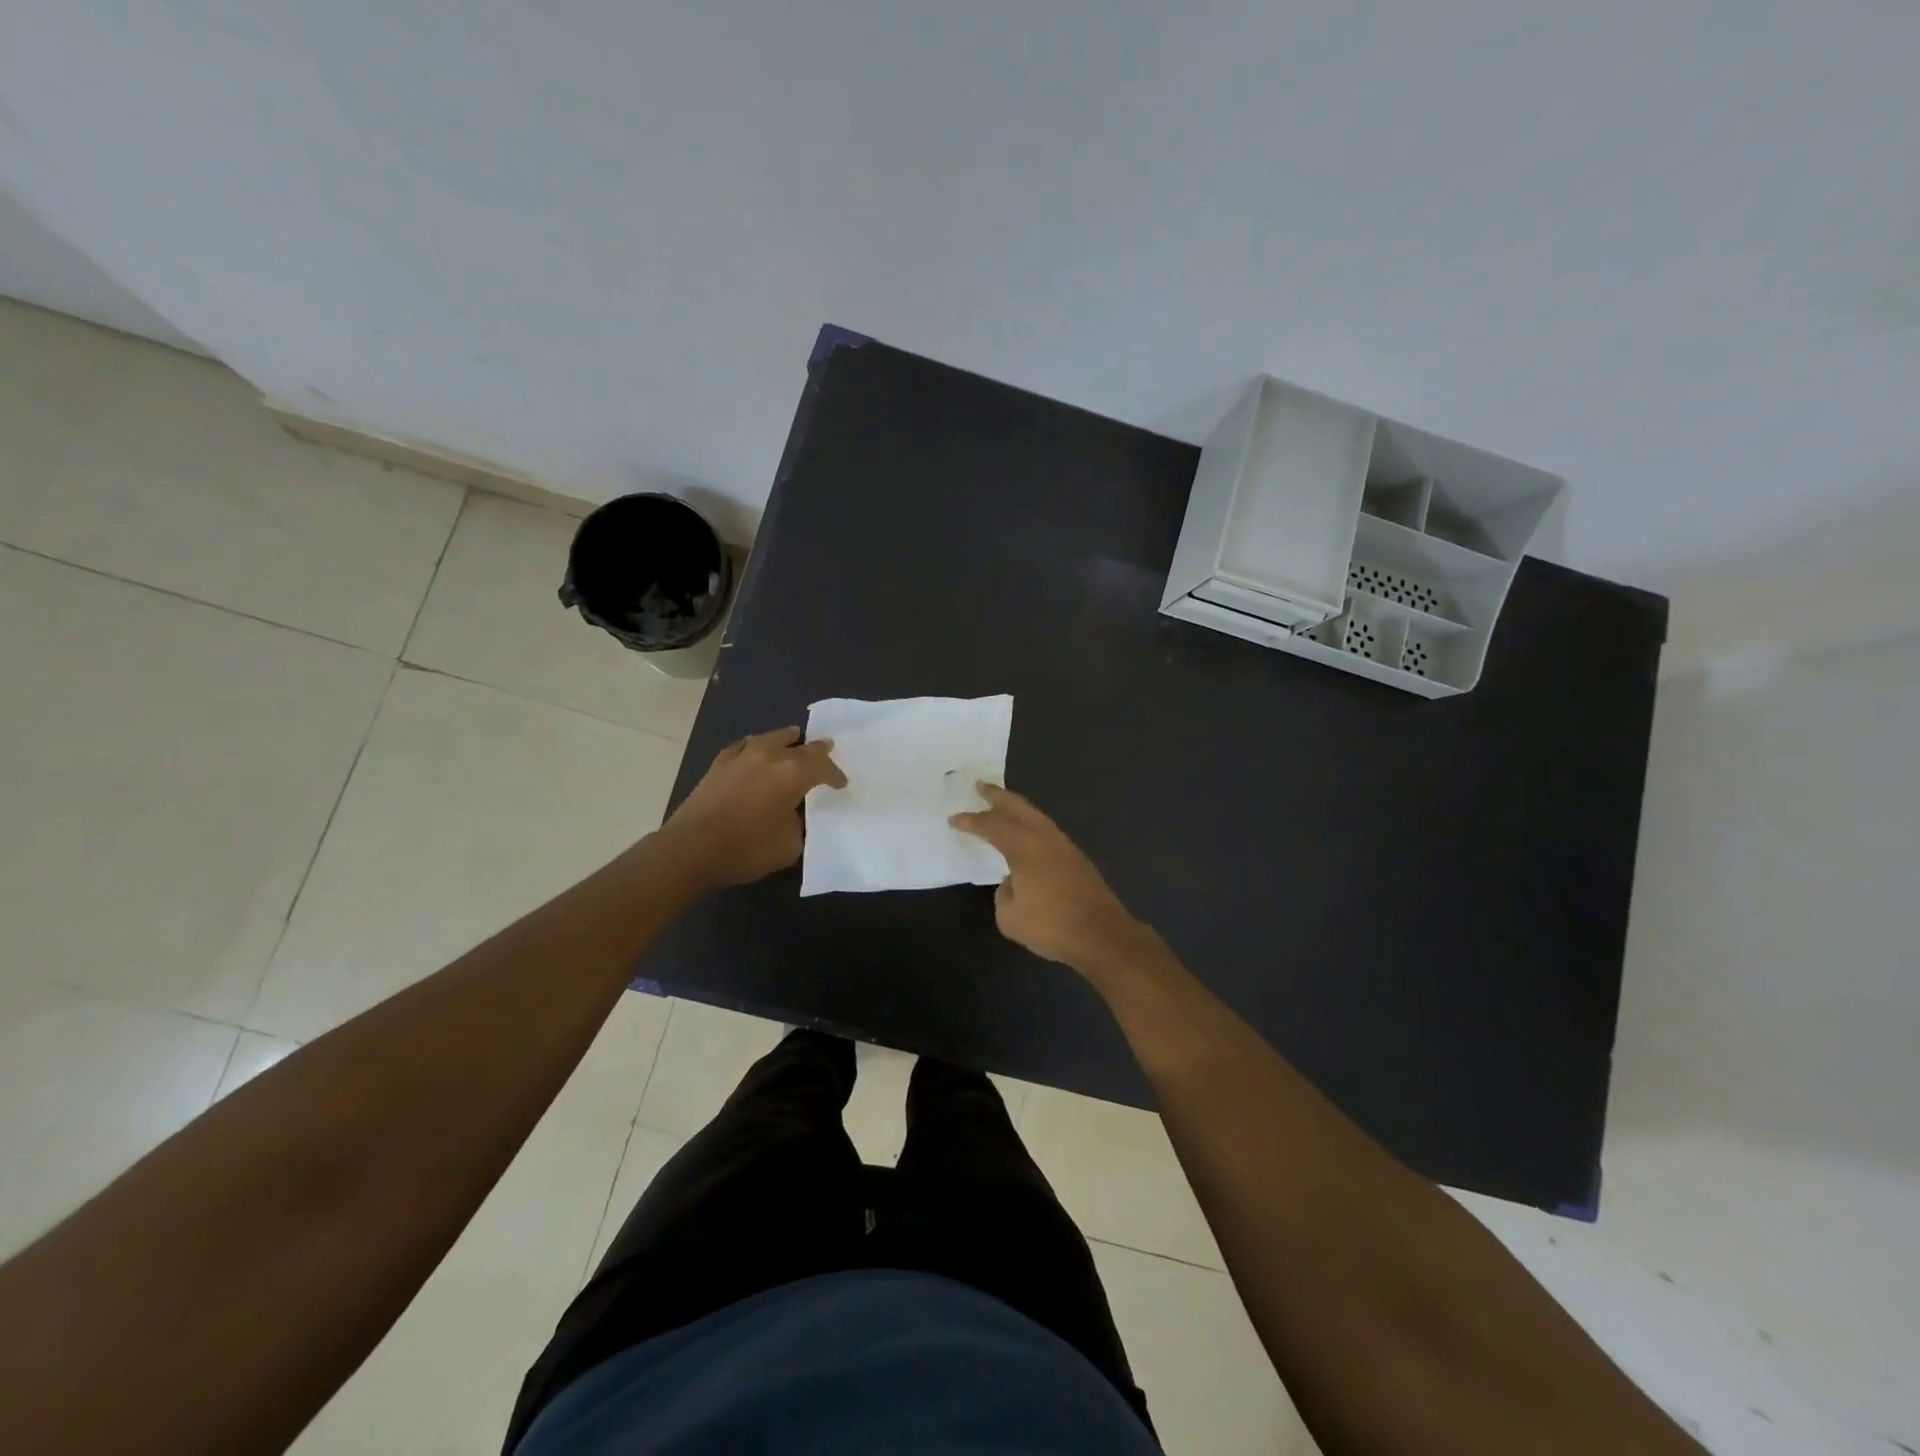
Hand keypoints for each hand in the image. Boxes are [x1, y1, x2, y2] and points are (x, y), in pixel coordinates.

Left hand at [663, 727, 845, 887]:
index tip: (841, 784)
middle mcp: (770, 757)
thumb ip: (799, 825)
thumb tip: (794, 815)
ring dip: (785, 739)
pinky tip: (753, 749)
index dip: (834, 775)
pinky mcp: (718, 765)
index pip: (822, 766)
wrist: (692, 848)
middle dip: (816, 750)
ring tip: (793, 738)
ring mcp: (741, 757)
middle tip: (826, 749)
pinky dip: (754, 746)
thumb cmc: (747, 848)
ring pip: (770, 738)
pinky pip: (743, 746)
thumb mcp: (789, 845)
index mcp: (793, 774)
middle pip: (800, 746)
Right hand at [949, 784, 1146, 972]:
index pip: (992, 825)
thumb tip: (1013, 882)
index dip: (971, 821)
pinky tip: (1027, 834)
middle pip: (1018, 807)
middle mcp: (1044, 837)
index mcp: (1024, 847)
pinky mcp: (1077, 858)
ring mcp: (1065, 846)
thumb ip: (1004, 893)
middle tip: (981, 786)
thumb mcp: (1010, 916)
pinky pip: (1046, 831)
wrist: (1102, 935)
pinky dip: (1031, 824)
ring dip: (1017, 808)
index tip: (954, 818)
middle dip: (998, 795)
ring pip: (1036, 816)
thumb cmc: (1051, 925)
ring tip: (1002, 806)